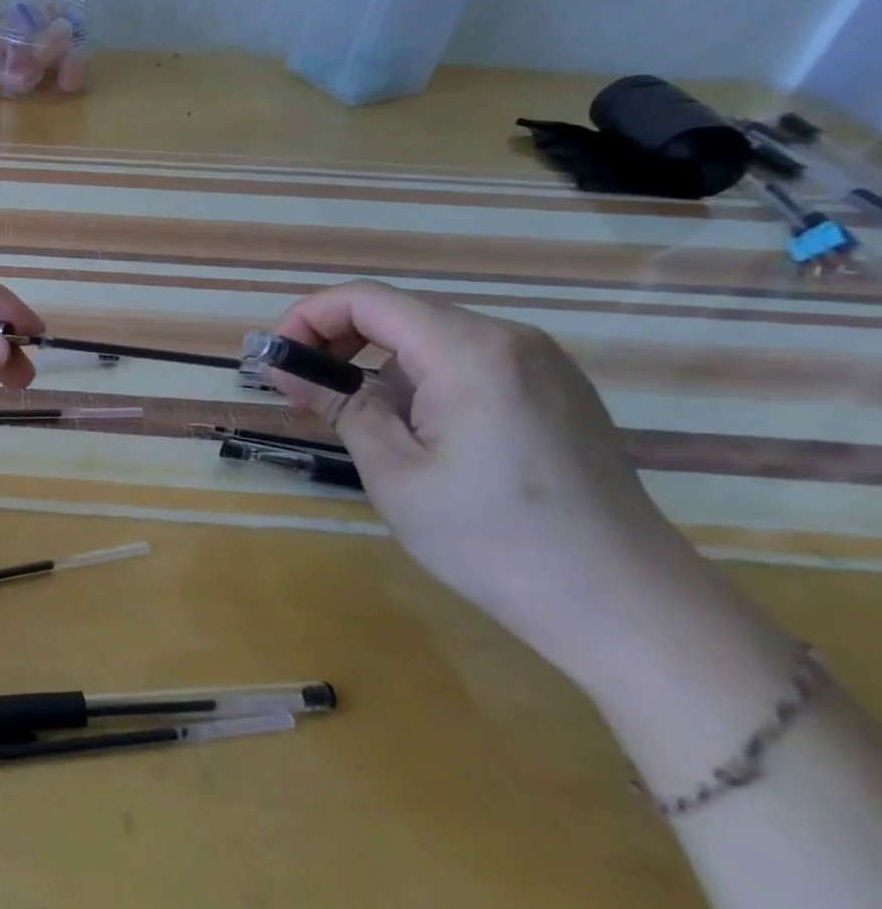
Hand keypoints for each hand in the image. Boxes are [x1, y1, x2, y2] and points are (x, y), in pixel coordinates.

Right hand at [270, 281, 769, 696]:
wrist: (630, 609)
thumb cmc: (494, 539)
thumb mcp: (394, 473)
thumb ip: (338, 405)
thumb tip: (286, 369)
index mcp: (469, 350)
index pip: (365, 300)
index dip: (308, 319)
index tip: (278, 361)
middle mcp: (509, 339)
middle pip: (399, 313)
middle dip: (337, 341)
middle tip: (303, 390)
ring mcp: (542, 364)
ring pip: (431, 337)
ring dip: (377, 362)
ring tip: (351, 415)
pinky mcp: (557, 392)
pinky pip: (468, 362)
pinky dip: (420, 378)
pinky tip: (413, 428)